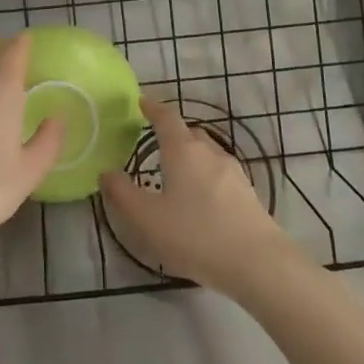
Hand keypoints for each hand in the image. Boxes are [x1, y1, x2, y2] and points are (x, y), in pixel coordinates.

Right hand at [99, 97, 291, 294]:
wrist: (257, 261)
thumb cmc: (195, 234)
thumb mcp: (147, 218)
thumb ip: (122, 194)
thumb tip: (106, 172)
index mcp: (183, 150)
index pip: (167, 118)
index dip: (153, 108)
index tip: (142, 101)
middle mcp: (209, 153)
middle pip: (189, 133)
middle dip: (172, 133)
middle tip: (154, 143)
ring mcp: (233, 172)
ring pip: (207, 154)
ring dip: (190, 157)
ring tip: (175, 175)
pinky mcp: (247, 193)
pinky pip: (219, 174)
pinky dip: (205, 177)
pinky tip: (199, 200)